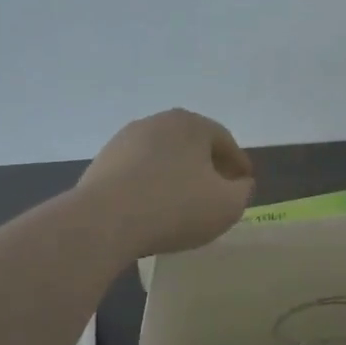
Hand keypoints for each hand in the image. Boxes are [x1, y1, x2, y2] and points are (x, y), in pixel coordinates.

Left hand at [76, 109, 255, 256]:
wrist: (103, 222)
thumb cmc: (176, 207)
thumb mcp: (228, 205)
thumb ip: (243, 191)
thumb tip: (239, 184)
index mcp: (192, 124)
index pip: (225, 142)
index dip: (239, 165)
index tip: (244, 185)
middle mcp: (157, 122)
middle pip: (193, 145)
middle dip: (207, 167)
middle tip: (217, 193)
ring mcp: (124, 140)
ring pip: (164, 158)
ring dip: (177, 176)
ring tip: (184, 204)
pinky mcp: (101, 162)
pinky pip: (138, 172)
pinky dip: (151, 185)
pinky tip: (154, 209)